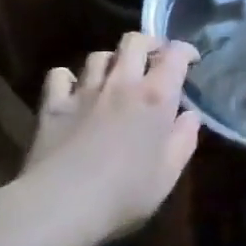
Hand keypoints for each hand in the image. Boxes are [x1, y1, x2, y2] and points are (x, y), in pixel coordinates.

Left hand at [17, 32, 202, 245]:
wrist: (61, 203)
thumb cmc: (125, 193)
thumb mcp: (169, 174)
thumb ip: (184, 139)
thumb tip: (190, 116)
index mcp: (156, 97)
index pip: (175, 55)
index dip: (186, 51)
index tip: (192, 61)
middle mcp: (122, 83)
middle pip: (134, 41)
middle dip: (149, 43)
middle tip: (155, 59)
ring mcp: (84, 91)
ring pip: (99, 55)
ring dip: (113, 61)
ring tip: (117, 76)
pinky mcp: (53, 104)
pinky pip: (60, 75)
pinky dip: (70, 78)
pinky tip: (75, 92)